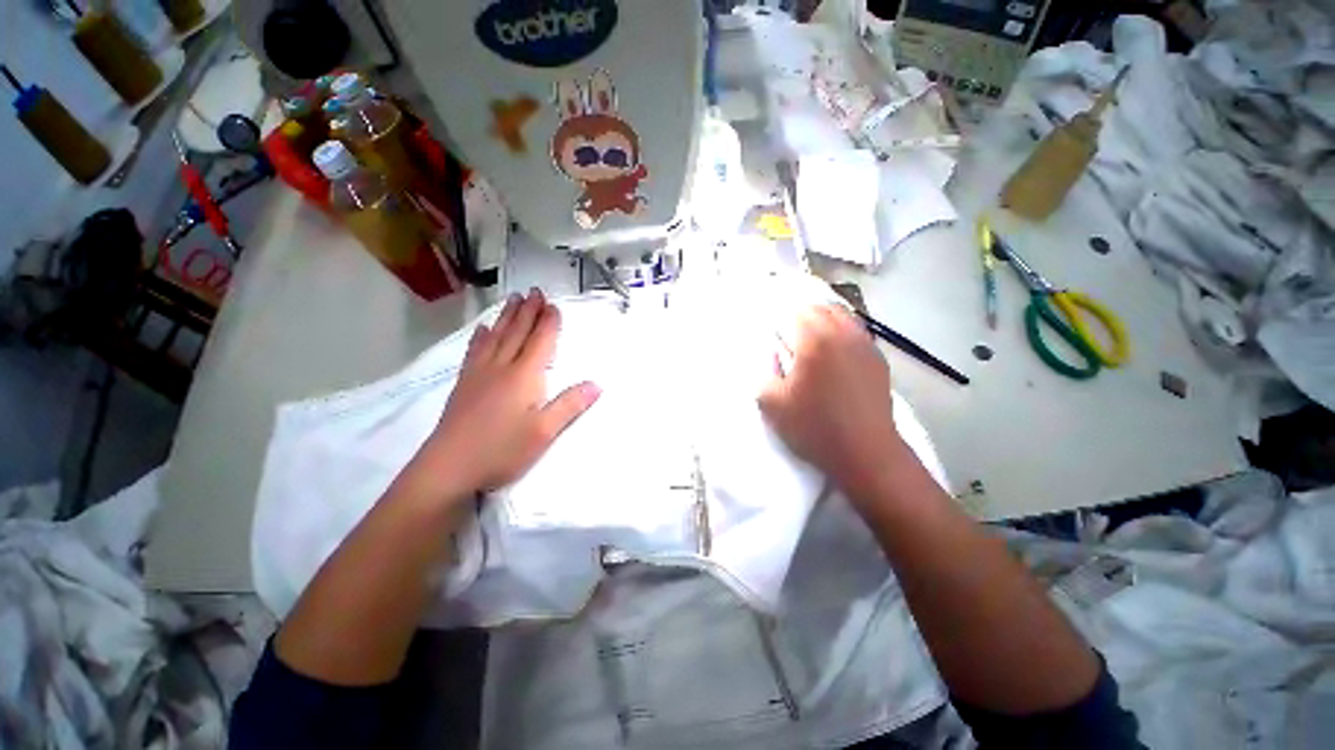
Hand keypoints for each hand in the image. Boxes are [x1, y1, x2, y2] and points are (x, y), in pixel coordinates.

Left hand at [406, 290, 600, 503]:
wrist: (448, 467)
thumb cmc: (502, 450)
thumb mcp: (544, 432)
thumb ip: (570, 405)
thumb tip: (598, 384)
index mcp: (524, 376)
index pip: (540, 342)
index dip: (549, 323)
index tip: (553, 305)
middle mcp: (501, 367)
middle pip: (518, 333)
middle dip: (528, 311)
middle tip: (535, 292)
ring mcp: (479, 374)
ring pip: (496, 337)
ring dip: (507, 317)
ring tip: (514, 300)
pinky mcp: (464, 384)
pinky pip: (475, 351)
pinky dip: (481, 336)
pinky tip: (483, 329)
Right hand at [759, 305, 906, 503]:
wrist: (865, 453)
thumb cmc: (814, 427)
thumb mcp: (771, 404)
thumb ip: (765, 373)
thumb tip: (776, 356)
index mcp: (816, 339)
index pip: (797, 309)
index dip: (782, 317)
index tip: (773, 331)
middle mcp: (844, 333)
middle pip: (822, 308)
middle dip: (803, 315)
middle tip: (789, 334)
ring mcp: (866, 345)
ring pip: (844, 317)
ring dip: (824, 322)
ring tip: (811, 341)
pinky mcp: (879, 361)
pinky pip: (857, 334)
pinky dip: (842, 335)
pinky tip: (834, 356)